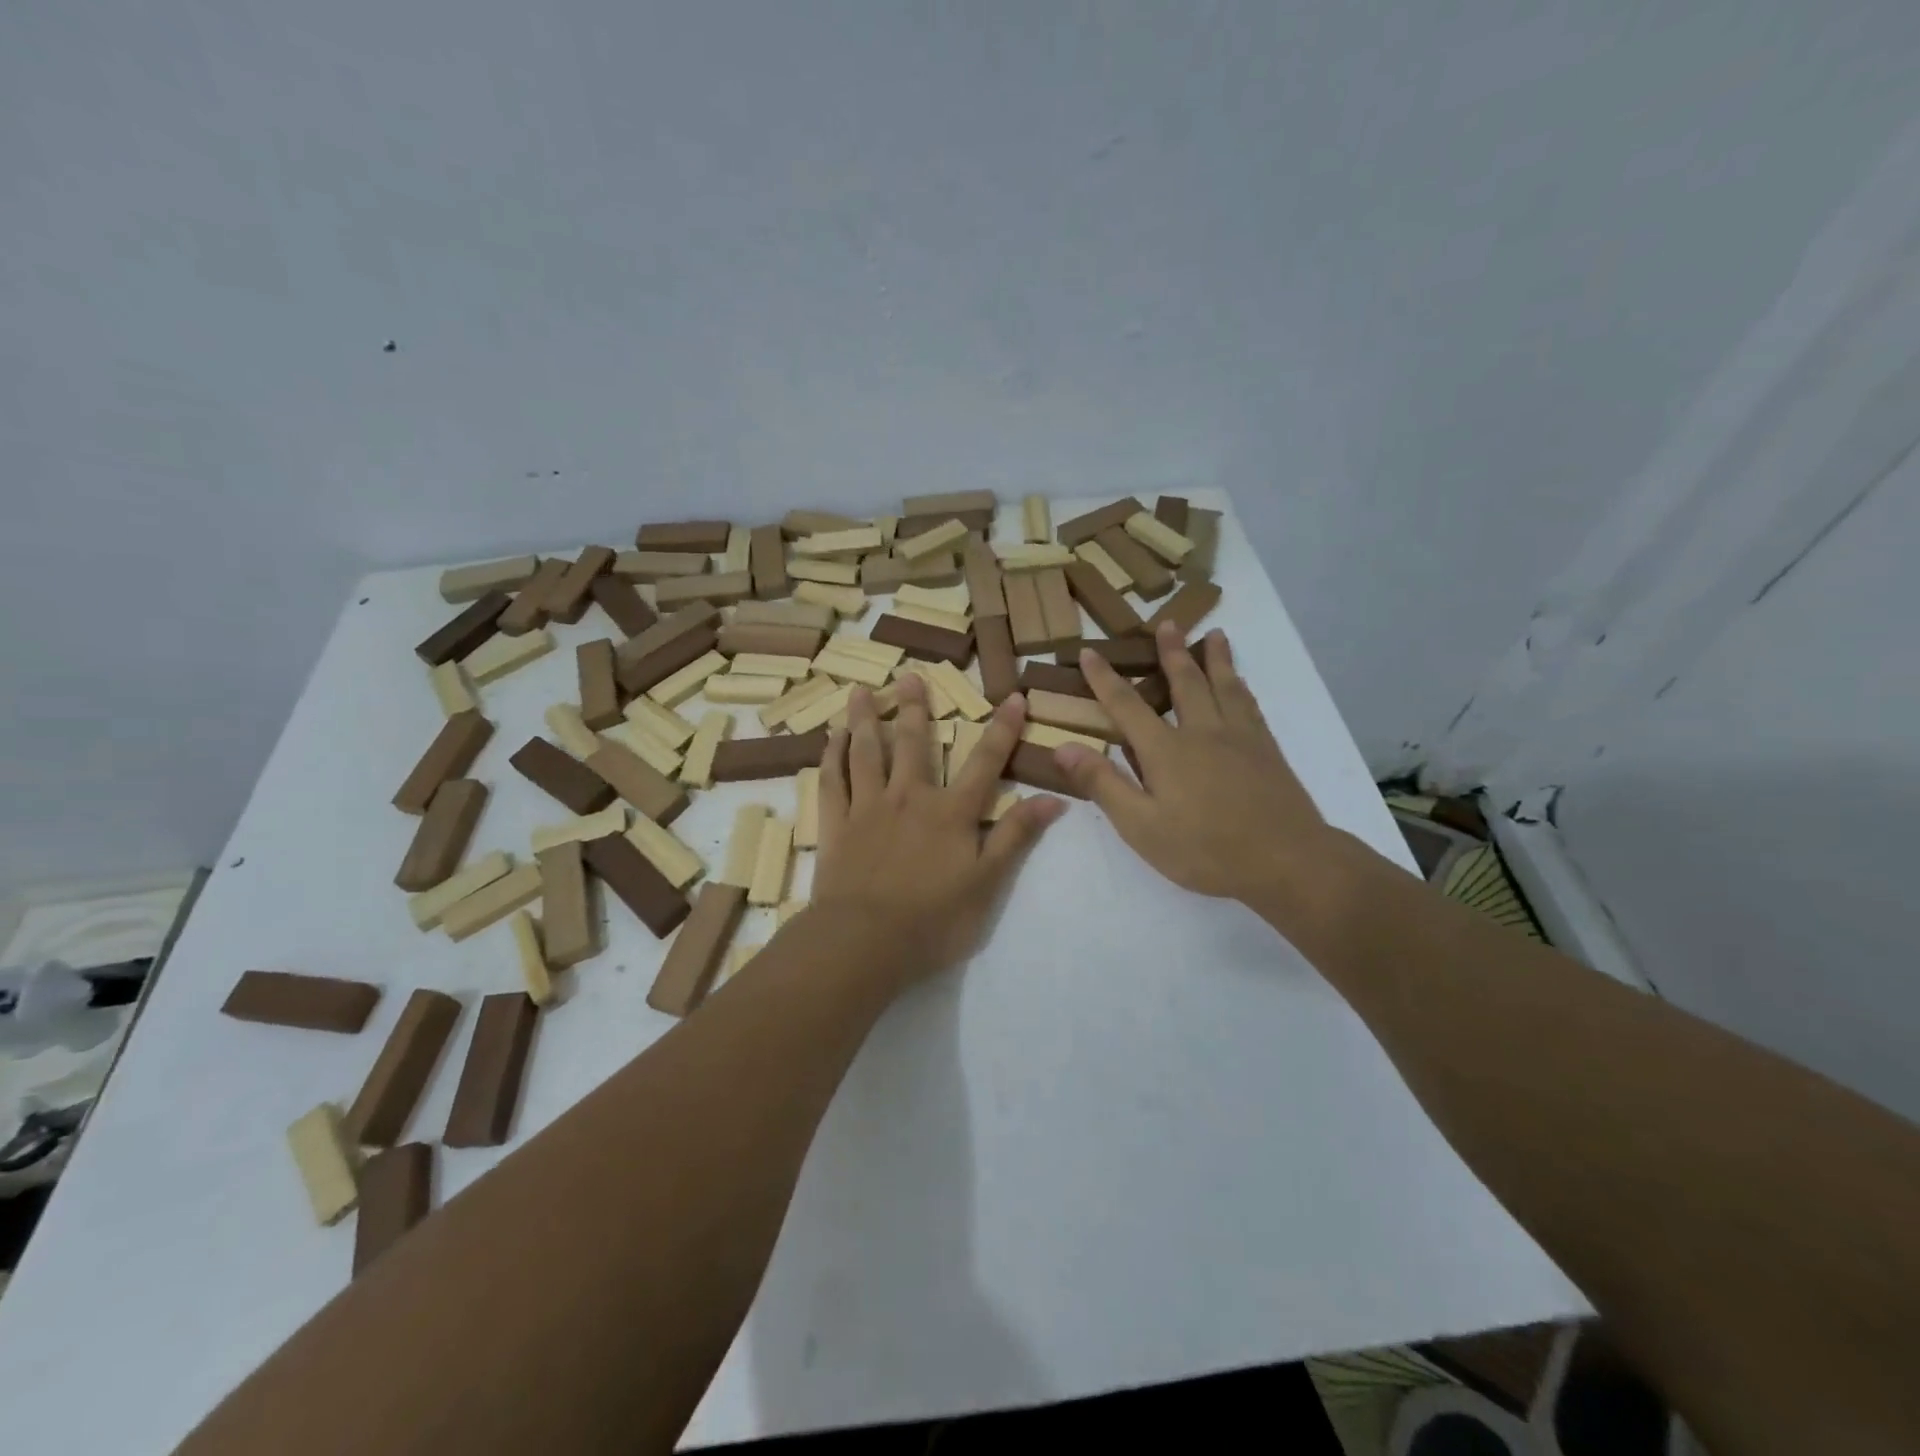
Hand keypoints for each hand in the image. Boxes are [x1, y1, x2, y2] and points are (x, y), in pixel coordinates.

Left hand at [812, 675, 1065, 985]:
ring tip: (858, 691)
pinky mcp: (836, 825)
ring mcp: (868, 808)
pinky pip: (832, 781)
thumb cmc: (933, 919)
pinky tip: (830, 740)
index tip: (1015, 696)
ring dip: (863, 720)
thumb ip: (1016, 836)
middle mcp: (909, 798)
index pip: (984, 762)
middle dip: (914, 707)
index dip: (1003, 729)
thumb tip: (1054, 798)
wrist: (865, 941)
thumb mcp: (988, 882)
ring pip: (865, 753)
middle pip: (912, 743)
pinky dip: (831, 757)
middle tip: (909, 674)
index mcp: (950, 812)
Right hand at [1054, 623, 1339, 909]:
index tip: (1088, 652)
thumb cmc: (1205, 850)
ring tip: (1216, 635)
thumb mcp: (1141, 826)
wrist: (1286, 861)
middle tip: (1167, 622)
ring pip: (1224, 686)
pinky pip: (1250, 706)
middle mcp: (1202, 732)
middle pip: (1184, 682)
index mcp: (1166, 750)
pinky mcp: (1267, 750)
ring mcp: (1239, 738)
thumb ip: (1104, 784)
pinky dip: (1241, 687)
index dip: (1104, 678)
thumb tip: (1063, 747)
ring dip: (1216, 659)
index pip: (1126, 705)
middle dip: (1171, 652)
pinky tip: (1242, 684)